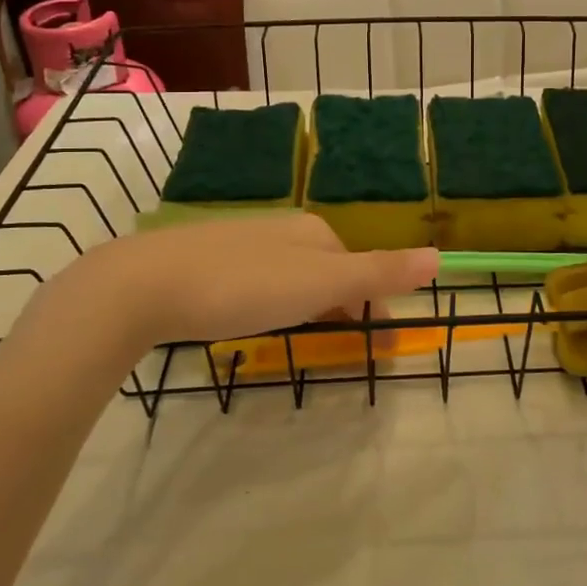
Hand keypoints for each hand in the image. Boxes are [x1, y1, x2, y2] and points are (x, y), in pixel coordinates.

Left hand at [21, 214, 437, 364]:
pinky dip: (270, 306)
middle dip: (339, 312)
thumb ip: (379, 271)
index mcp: (315, 232)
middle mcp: (283, 230)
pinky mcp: (209, 261)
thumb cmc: (243, 285)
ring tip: (296, 345)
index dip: (371, 311)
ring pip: (292, 279)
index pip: (360, 272)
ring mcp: (243, 243)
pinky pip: (258, 284)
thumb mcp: (320, 283)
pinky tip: (251, 323)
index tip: (370, 355)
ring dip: (306, 311)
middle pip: (328, 274)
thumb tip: (441, 257)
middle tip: (334, 355)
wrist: (146, 283)